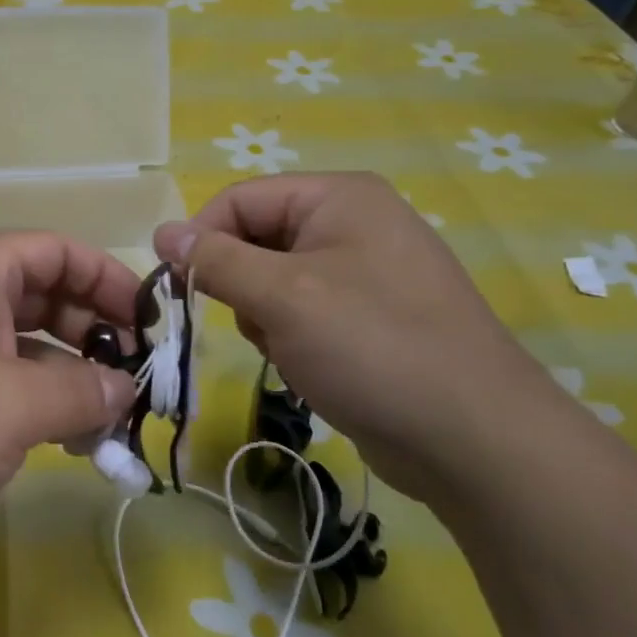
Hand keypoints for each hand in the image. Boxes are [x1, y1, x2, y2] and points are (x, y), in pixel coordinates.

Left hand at [0, 232, 139, 569]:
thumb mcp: (13, 404)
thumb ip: (81, 390)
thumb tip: (126, 388)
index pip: (56, 251)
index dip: (108, 280)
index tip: (151, 325)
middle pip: (44, 298)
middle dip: (95, 335)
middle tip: (139, 381)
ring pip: (26, 348)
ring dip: (71, 379)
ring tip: (114, 423)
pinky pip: (2, 386)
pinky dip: (39, 406)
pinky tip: (73, 444)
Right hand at [154, 173, 578, 505]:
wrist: (474, 439)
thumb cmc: (371, 348)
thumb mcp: (281, 297)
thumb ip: (215, 260)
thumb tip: (162, 232)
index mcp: (338, 198)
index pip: (239, 199)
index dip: (201, 238)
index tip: (178, 288)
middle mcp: (354, 222)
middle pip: (257, 236)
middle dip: (240, 283)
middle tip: (253, 323)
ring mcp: (366, 270)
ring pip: (274, 278)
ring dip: (263, 314)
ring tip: (288, 348)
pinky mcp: (371, 315)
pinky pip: (303, 308)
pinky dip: (290, 334)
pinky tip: (309, 364)